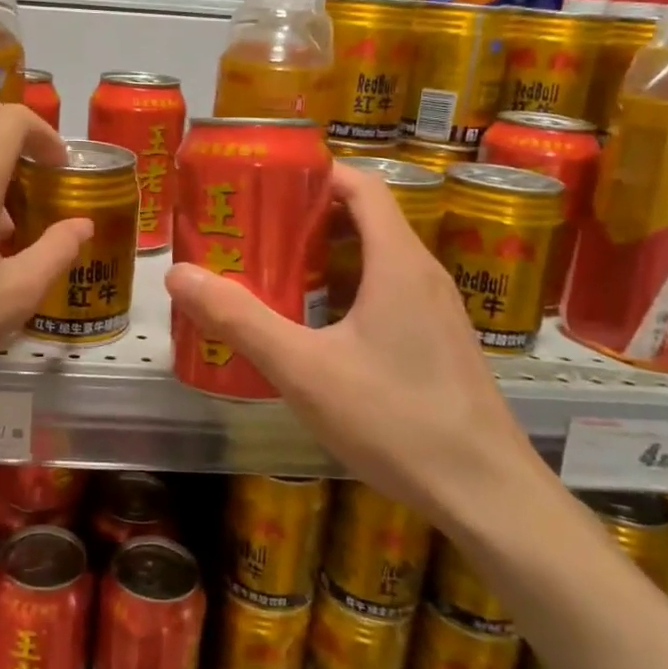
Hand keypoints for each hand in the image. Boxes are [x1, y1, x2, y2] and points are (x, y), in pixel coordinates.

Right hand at [164, 162, 546, 526]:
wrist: (488, 495)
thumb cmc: (396, 420)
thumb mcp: (304, 369)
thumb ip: (240, 320)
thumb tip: (179, 274)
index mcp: (398, 262)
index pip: (362, 185)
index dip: (315, 173)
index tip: (266, 183)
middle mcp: (424, 275)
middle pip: (366, 220)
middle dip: (308, 218)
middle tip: (255, 232)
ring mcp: (438, 312)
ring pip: (377, 261)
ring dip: (327, 259)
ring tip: (274, 276)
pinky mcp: (440, 345)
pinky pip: (389, 295)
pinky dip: (348, 293)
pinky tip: (315, 331)